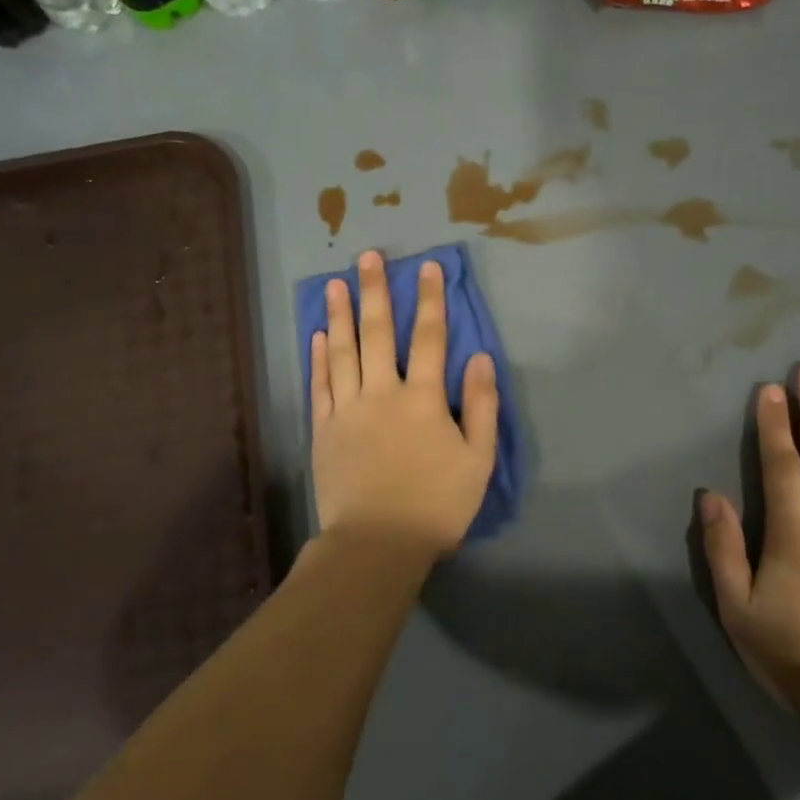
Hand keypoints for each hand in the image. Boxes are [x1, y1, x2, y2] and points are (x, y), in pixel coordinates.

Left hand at [310, 251, 499, 559]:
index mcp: (424, 399)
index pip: (431, 338)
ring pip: (343, 352)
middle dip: (375, 292)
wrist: (378, 543)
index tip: (428, 267)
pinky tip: (317, 336)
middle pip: (379, 333)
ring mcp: (348, 410)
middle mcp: (383, 393)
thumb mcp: (478, 460)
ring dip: (340, 315)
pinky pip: (320, 385)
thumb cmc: (437, 505)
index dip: (431, 300)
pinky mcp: (324, 430)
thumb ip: (482, 406)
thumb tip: (481, 358)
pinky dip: (318, 358)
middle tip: (367, 256)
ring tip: (334, 283)